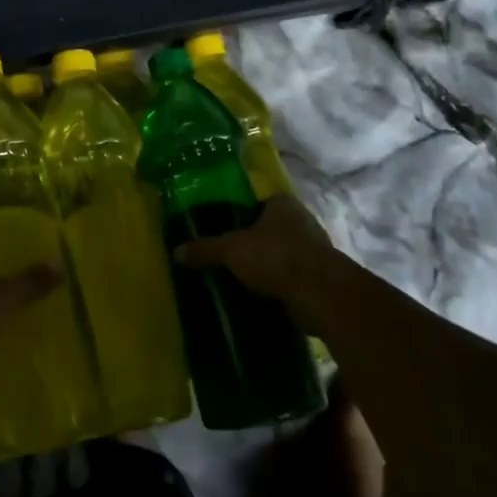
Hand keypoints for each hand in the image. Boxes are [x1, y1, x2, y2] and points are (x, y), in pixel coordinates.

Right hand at [176, 196, 339, 314]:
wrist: (320, 294)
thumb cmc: (275, 257)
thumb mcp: (231, 250)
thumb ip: (205, 249)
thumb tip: (176, 252)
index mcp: (282, 204)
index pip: (256, 201)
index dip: (238, 212)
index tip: (220, 227)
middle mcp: (301, 221)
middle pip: (268, 228)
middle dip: (250, 241)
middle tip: (224, 254)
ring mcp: (313, 249)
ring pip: (280, 253)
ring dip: (264, 265)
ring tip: (237, 276)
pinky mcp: (318, 277)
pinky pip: (289, 276)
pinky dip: (276, 284)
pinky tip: (257, 294)